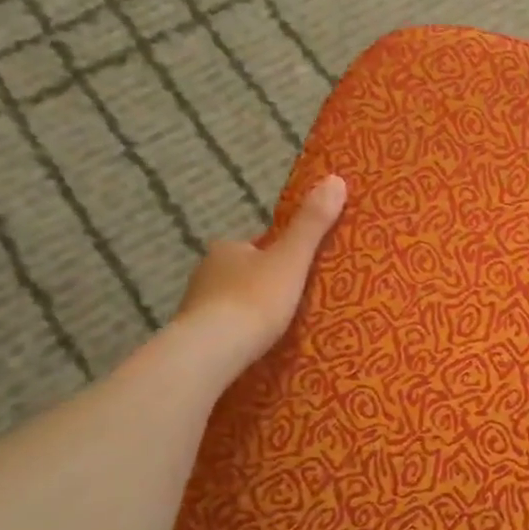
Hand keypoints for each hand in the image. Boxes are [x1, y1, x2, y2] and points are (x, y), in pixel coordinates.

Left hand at [175, 174, 346, 369]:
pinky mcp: (192, 338)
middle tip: (292, 301)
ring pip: (228, 302)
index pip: (256, 245)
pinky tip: (252, 347)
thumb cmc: (254, 298)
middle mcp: (205, 272)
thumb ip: (312, 224)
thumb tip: (336, 178)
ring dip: (247, 310)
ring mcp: (195, 306)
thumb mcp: (292, 259)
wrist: (211, 350)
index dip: (277, 254)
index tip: (297, 269)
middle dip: (261, 283)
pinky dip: (235, 334)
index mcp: (227, 249)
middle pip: (241, 273)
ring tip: (275, 328)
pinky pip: (221, 330)